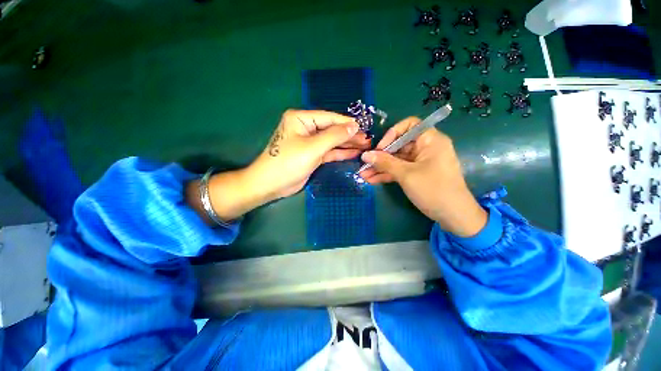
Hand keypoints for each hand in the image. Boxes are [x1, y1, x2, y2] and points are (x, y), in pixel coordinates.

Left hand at [250, 109, 369, 198]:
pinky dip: (340, 153)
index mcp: (302, 119)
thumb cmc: (288, 162)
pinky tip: (354, 153)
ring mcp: (310, 143)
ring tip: (365, 147)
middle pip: (332, 129)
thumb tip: (354, 125)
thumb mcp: (313, 147)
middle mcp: (306, 128)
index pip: (329, 118)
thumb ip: (334, 136)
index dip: (347, 123)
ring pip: (332, 141)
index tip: (364, 128)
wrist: (271, 184)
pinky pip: (329, 151)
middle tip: (368, 140)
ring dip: (347, 144)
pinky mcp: (312, 155)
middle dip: (349, 135)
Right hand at [358, 117, 486, 236]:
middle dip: (380, 156)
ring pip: (397, 160)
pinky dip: (387, 175)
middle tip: (364, 164)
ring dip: (380, 167)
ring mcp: (420, 162)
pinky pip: (399, 170)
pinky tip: (372, 180)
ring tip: (363, 175)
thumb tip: (365, 155)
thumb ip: (384, 163)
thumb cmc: (433, 189)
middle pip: (399, 145)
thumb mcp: (406, 174)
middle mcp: (425, 148)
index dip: (392, 133)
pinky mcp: (416, 174)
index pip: (409, 125)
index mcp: (430, 140)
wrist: (453, 216)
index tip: (380, 148)